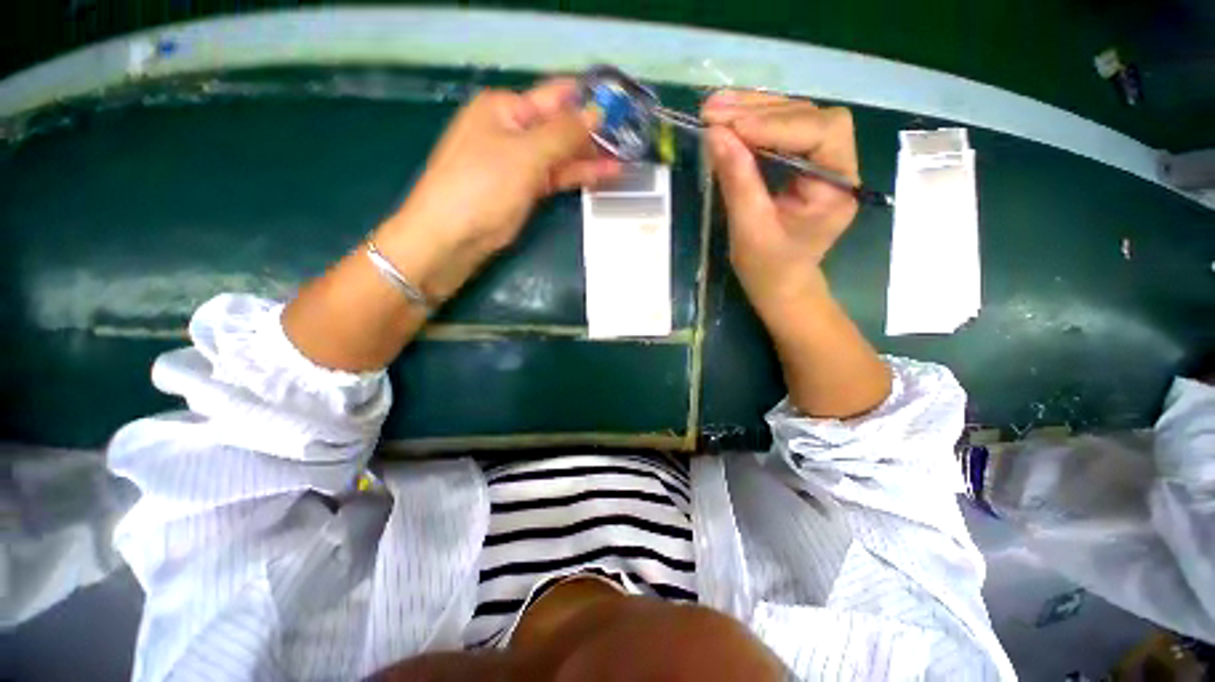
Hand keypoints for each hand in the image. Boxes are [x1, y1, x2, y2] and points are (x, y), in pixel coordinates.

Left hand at [377, 78, 619, 300]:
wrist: (453, 237)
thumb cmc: (482, 186)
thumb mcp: (525, 154)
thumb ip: (563, 133)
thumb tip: (596, 111)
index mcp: (506, 108)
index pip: (556, 96)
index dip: (589, 98)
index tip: (622, 104)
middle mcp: (513, 130)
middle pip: (561, 126)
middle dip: (594, 132)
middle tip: (632, 137)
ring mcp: (520, 163)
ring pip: (562, 154)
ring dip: (591, 157)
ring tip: (626, 159)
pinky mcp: (525, 189)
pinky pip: (557, 177)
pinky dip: (578, 176)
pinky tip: (605, 176)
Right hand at [702, 91, 858, 317]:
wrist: (780, 286)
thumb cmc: (769, 269)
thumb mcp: (750, 231)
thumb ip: (737, 182)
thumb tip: (715, 135)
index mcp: (838, 188)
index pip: (820, 135)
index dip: (775, 126)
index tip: (729, 127)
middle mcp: (838, 166)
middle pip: (808, 117)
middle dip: (759, 111)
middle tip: (713, 110)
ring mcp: (821, 162)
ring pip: (794, 117)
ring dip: (753, 109)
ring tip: (714, 108)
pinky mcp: (802, 163)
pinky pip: (781, 131)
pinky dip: (753, 122)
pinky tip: (728, 119)